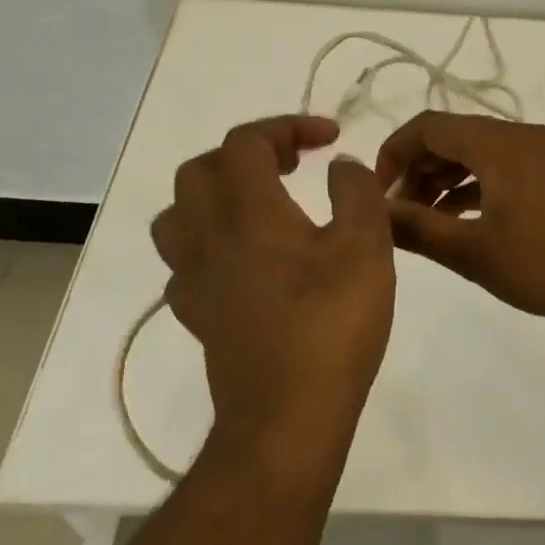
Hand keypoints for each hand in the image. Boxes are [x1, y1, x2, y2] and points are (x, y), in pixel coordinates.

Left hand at [151, 115, 395, 470]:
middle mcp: (208, 236)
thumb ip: (357, 192)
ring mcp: (195, 279)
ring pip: (178, 216)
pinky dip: (210, 247)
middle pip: (200, 170)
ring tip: (256, 206)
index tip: (330, 139)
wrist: (286, 418)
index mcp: (247, 211)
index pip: (247, 142)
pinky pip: (185, 264)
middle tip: (290, 165)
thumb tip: (341, 167)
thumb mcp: (366, 246)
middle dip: (245, 154)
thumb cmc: (331, 324)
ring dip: (214, 196)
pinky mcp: (197, 316)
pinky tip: (243, 262)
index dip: (287, 126)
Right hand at [374, 112, 544, 324]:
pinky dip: (475, 185)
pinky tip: (461, 218)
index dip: (394, 151)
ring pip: (478, 152)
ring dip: (445, 178)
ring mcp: (542, 152)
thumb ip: (417, 229)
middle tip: (397, 210)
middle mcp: (520, 135)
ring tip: (424, 219)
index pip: (429, 126)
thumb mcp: (473, 251)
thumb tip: (374, 213)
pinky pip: (502, 166)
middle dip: (418, 168)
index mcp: (498, 143)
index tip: (378, 191)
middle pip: (453, 136)